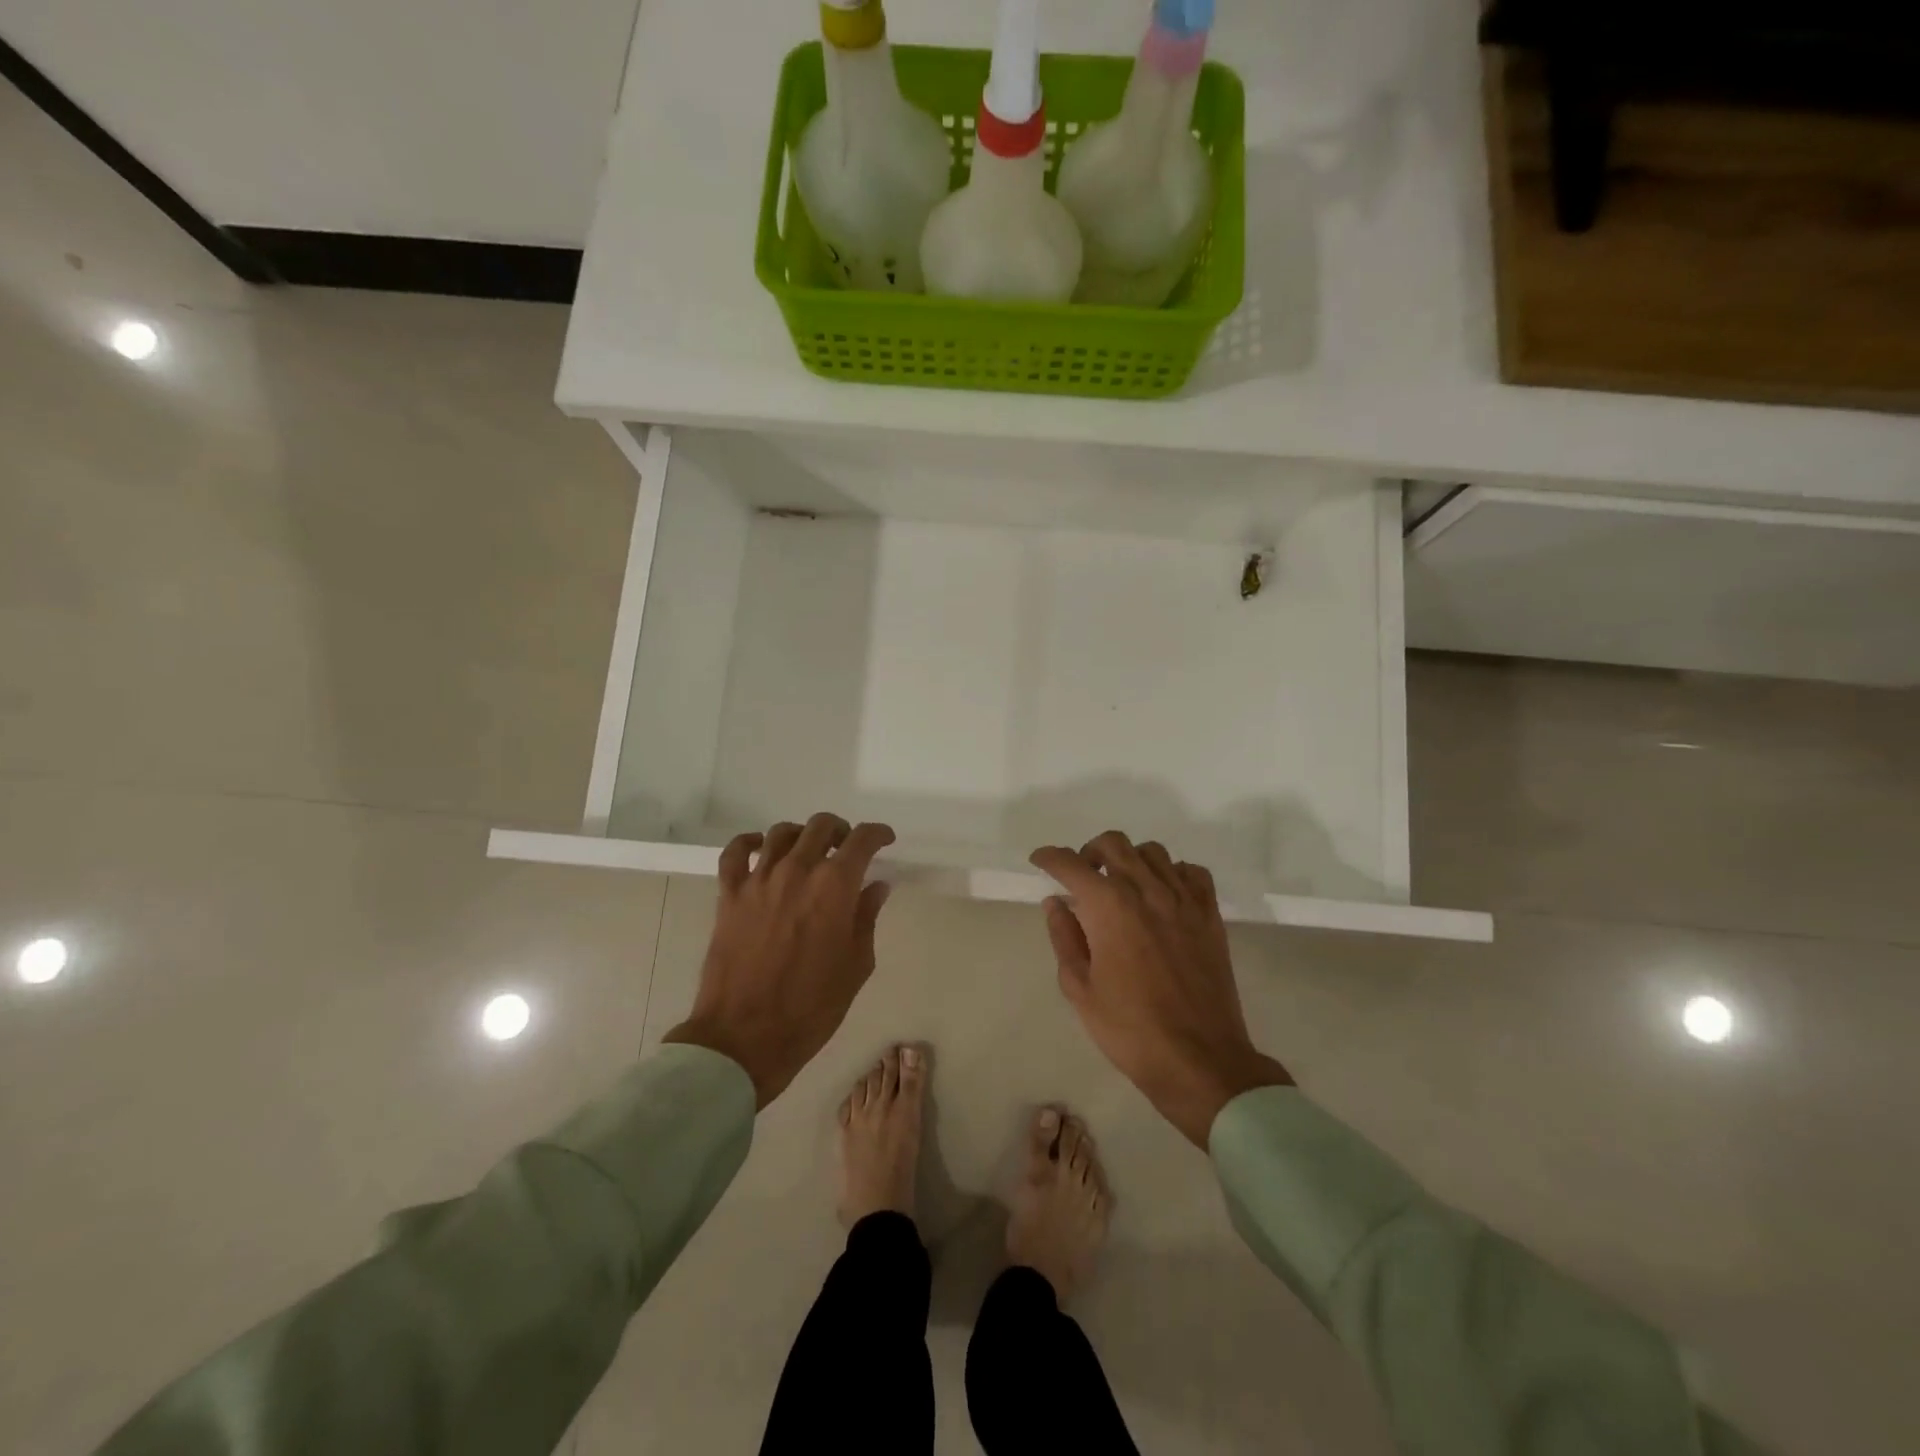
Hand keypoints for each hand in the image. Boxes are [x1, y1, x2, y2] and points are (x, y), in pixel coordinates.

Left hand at [665, 814, 895, 1107]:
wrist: (745, 1036)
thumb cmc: (812, 1007)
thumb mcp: (856, 965)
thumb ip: (866, 918)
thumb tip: (875, 886)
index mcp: (835, 887)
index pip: (862, 840)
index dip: (878, 834)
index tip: (885, 839)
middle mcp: (797, 871)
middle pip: (820, 826)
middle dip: (840, 830)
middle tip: (846, 846)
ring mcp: (759, 880)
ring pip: (781, 833)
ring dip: (801, 834)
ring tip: (808, 851)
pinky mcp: (729, 895)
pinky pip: (735, 852)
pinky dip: (750, 843)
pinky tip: (760, 850)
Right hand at [1031, 832, 1292, 1147]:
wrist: (1199, 1059)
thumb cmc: (1130, 1029)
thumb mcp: (1080, 989)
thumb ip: (1064, 938)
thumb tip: (1056, 903)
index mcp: (1108, 906)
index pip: (1071, 864)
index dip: (1050, 857)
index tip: (1040, 860)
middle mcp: (1146, 890)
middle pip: (1113, 844)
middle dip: (1089, 852)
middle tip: (1081, 876)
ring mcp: (1183, 900)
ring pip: (1153, 852)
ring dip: (1130, 859)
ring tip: (1122, 885)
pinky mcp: (1210, 915)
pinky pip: (1192, 872)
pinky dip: (1172, 873)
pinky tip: (1162, 895)